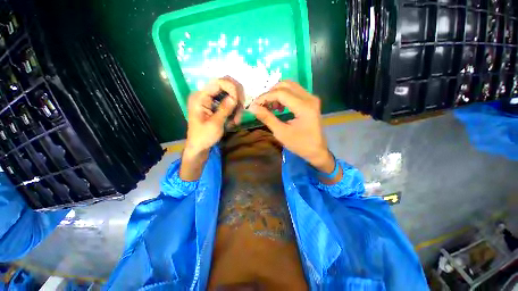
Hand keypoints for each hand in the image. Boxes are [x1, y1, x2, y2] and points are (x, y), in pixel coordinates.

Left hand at [180, 77, 243, 180]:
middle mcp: (204, 94)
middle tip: (240, 111)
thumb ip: (224, 109)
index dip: (232, 88)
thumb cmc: (204, 137)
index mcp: (200, 97)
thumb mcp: (215, 124)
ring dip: (236, 105)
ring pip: (229, 93)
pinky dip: (234, 109)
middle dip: (236, 97)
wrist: (199, 146)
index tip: (239, 101)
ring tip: (236, 120)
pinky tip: (233, 120)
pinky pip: (228, 101)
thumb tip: (235, 97)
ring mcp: (210, 99)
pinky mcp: (214, 105)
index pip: (218, 82)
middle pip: (225, 85)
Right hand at [249, 81, 334, 173]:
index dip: (265, 97)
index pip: (281, 93)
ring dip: (277, 93)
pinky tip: (279, 107)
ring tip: (270, 107)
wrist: (316, 151)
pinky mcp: (311, 101)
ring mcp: (311, 98)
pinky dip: (284, 96)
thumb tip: (253, 107)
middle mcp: (309, 98)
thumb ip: (267, 118)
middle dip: (271, 93)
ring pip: (290, 86)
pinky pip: (295, 92)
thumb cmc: (299, 144)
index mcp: (304, 107)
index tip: (254, 104)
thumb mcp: (281, 133)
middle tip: (262, 104)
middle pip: (286, 85)